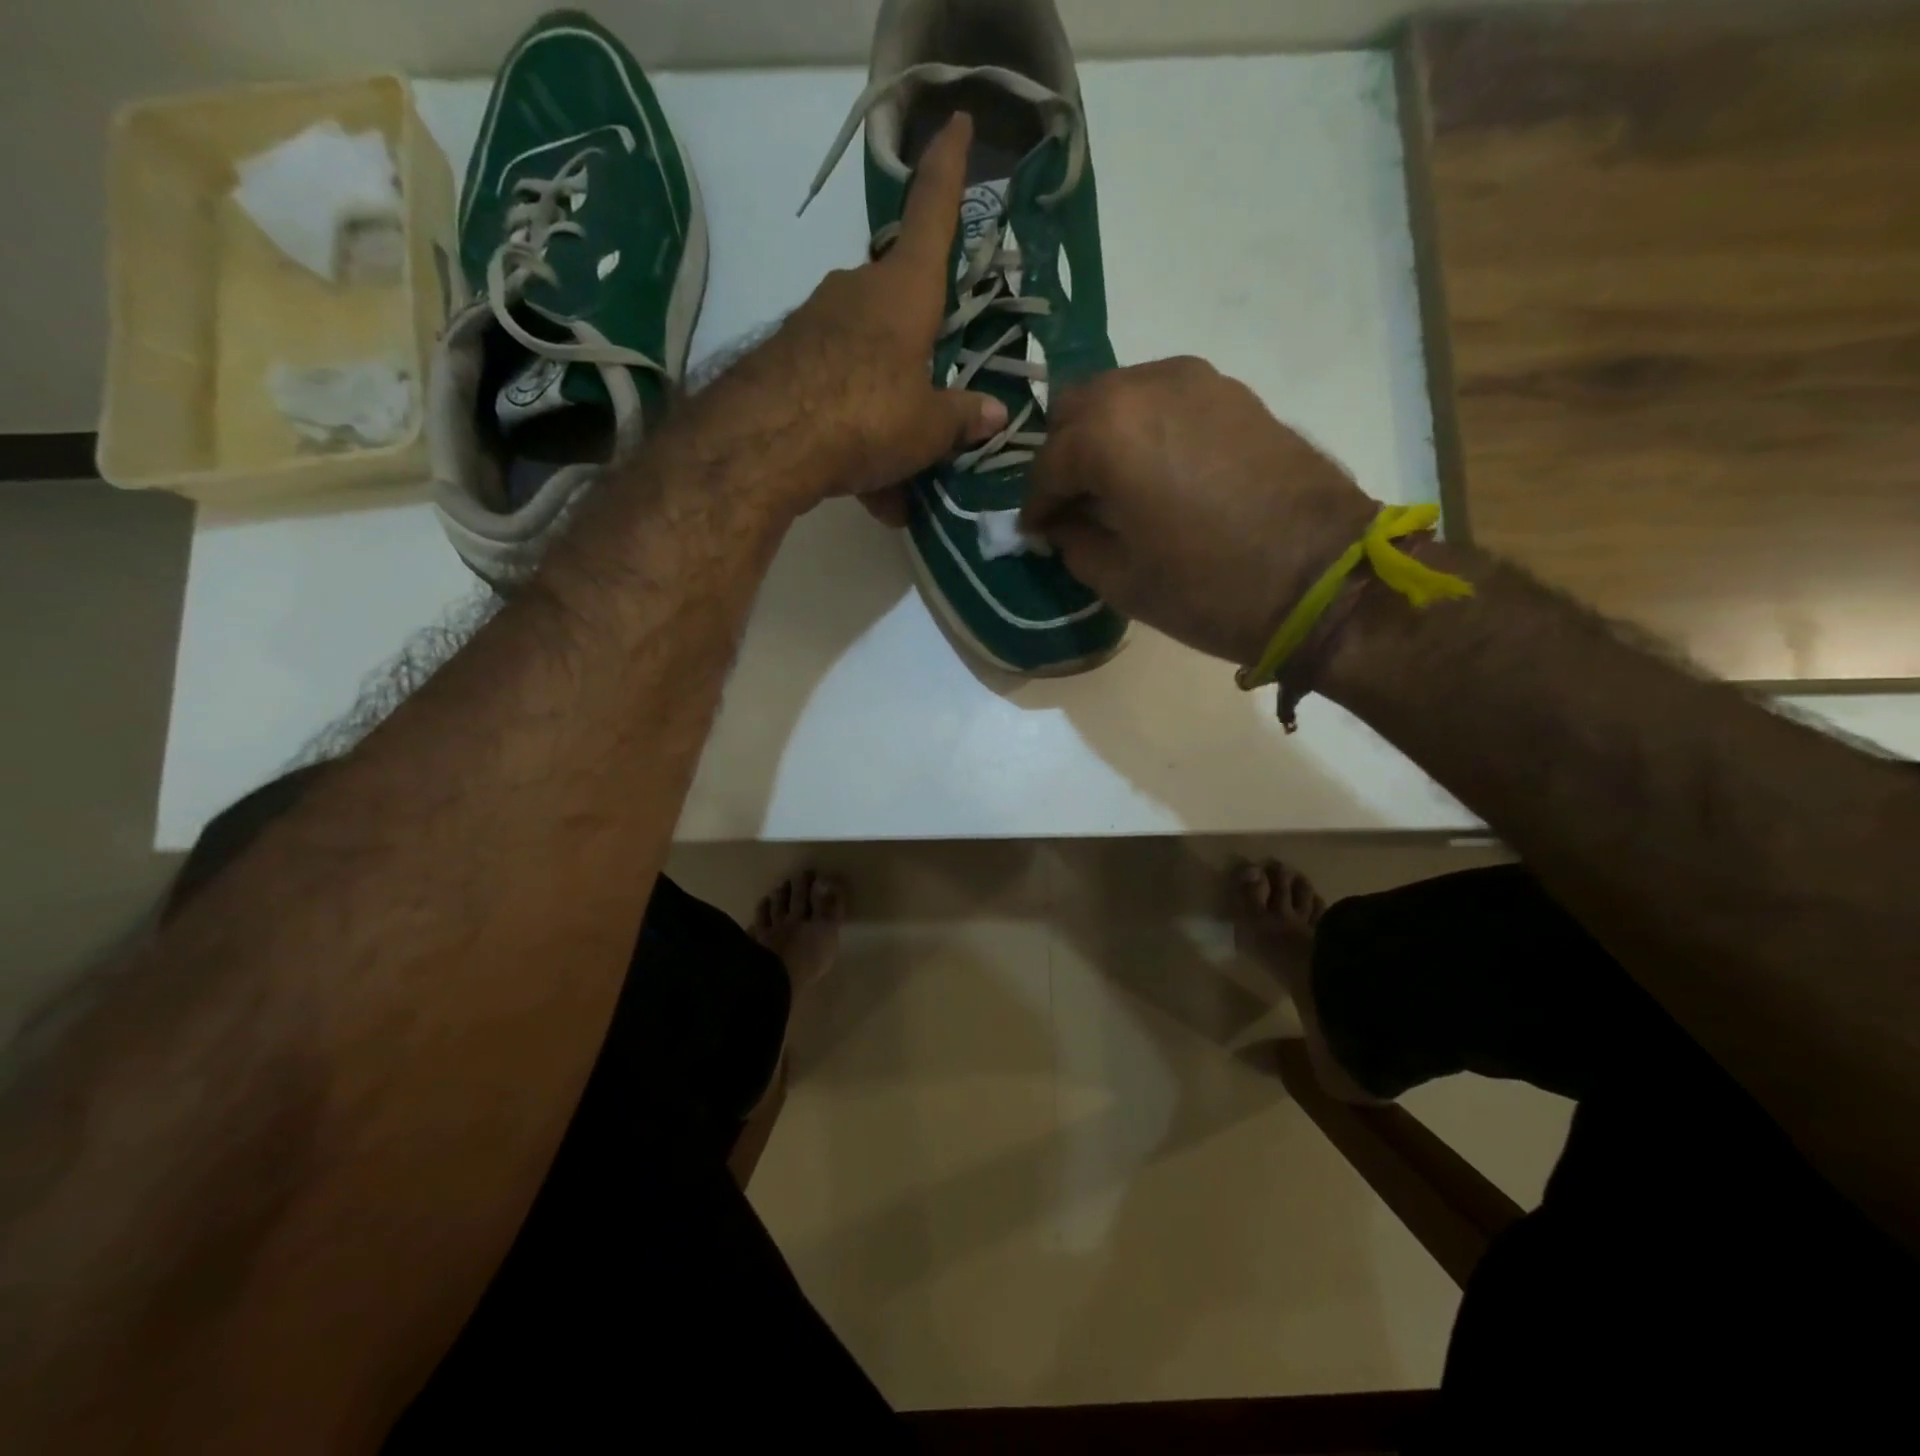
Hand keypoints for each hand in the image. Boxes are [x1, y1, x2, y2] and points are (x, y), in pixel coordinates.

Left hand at [713, 113, 1005, 520]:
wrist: (768, 442)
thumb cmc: (867, 416)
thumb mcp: (927, 428)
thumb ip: (961, 419)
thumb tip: (993, 413)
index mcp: (904, 293)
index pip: (932, 215)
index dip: (947, 171)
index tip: (954, 121)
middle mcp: (857, 293)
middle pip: (899, 312)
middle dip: (917, 359)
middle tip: (934, 417)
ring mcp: (815, 325)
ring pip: (866, 367)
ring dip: (886, 421)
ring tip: (899, 489)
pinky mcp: (785, 362)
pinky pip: (835, 396)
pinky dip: (854, 440)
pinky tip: (867, 494)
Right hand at [1021, 358, 1377, 665]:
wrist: (1324, 578)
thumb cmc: (1208, 588)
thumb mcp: (1120, 579)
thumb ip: (1074, 542)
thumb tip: (1061, 524)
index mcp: (1107, 433)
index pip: (1047, 464)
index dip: (1035, 505)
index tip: (1036, 533)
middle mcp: (1144, 387)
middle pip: (1077, 410)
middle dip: (1063, 456)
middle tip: (1071, 503)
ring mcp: (1195, 381)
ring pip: (1121, 396)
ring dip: (1104, 437)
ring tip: (1113, 487)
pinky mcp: (1232, 392)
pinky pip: (1164, 400)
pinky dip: (1145, 429)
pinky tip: (1156, 472)